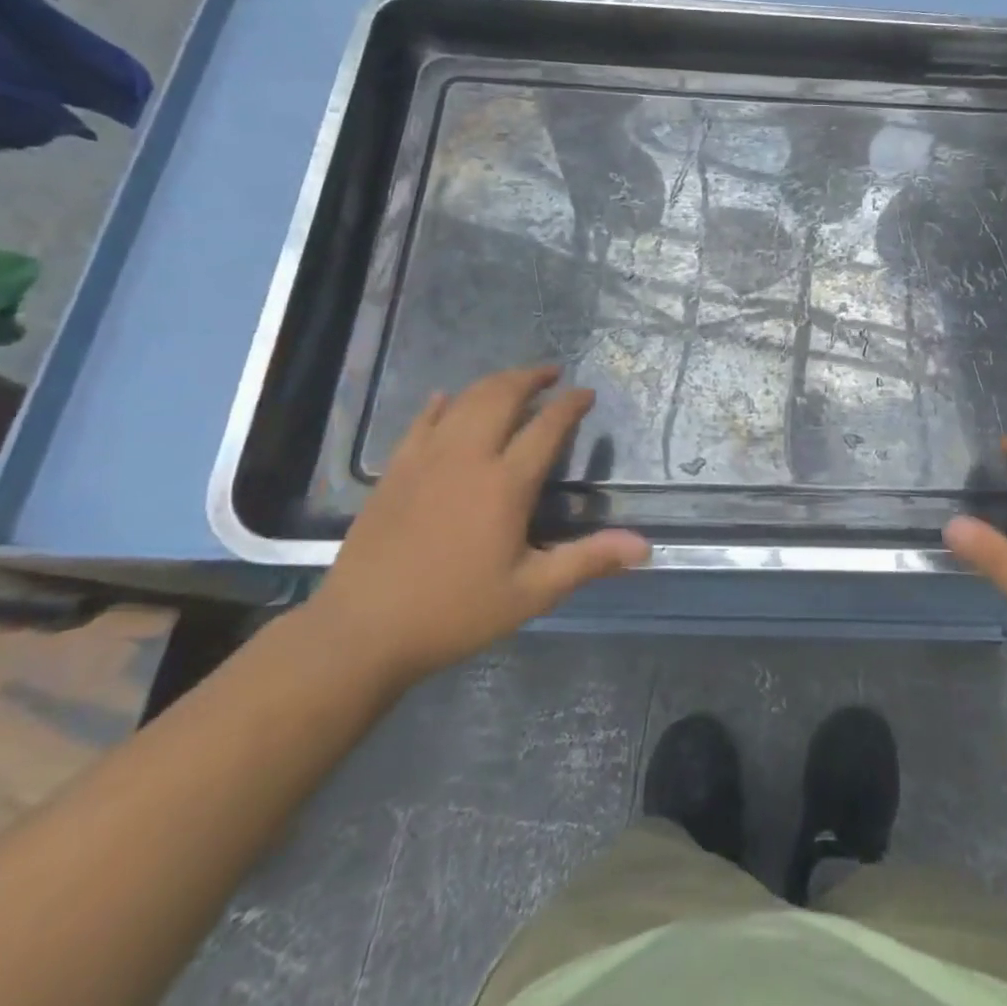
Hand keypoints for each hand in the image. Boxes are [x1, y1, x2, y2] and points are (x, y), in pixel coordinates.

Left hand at [310, 366, 649, 689]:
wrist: (362, 631)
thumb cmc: (455, 612)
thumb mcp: (531, 593)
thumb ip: (588, 561)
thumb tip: (644, 546)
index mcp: (505, 484)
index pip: (547, 427)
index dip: (570, 405)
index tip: (586, 394)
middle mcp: (467, 458)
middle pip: (501, 397)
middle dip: (530, 378)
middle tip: (552, 374)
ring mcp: (426, 459)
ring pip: (463, 401)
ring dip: (493, 384)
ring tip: (512, 382)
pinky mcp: (395, 471)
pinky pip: (421, 422)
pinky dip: (441, 404)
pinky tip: (446, 399)